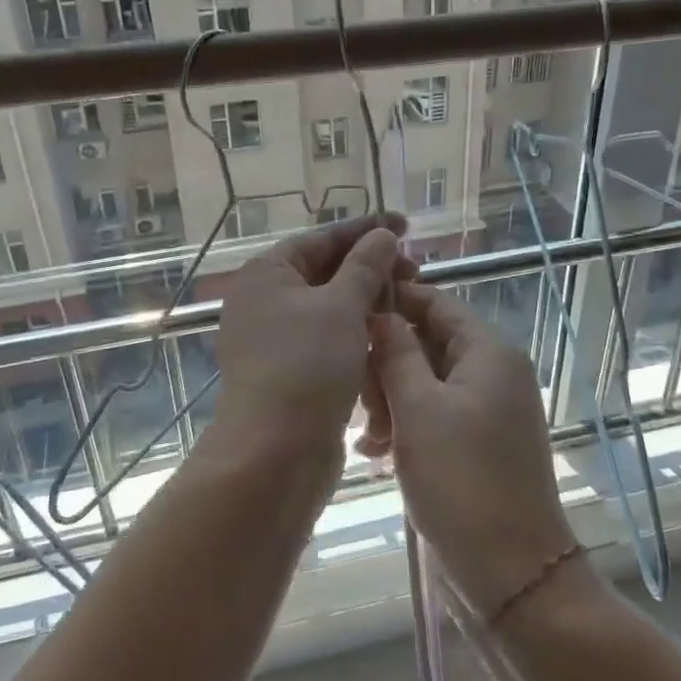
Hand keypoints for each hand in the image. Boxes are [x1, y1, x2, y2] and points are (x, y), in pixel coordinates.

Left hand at [209, 214, 414, 464]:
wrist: (274, 454)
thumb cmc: (306, 366)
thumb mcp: (341, 306)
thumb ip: (365, 266)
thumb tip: (383, 236)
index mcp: (267, 274)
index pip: (322, 238)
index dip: (365, 229)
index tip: (405, 225)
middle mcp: (265, 301)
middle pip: (325, 271)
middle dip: (371, 267)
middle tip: (416, 269)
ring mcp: (275, 339)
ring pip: (330, 308)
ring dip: (368, 301)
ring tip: (408, 299)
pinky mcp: (291, 372)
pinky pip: (328, 339)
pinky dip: (356, 332)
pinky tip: (388, 335)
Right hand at [366, 282, 577, 619]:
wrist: (510, 572)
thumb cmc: (461, 480)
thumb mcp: (418, 409)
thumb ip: (396, 353)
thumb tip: (380, 314)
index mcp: (488, 351)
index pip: (435, 303)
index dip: (392, 303)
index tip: (347, 316)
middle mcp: (494, 371)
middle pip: (428, 342)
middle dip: (386, 363)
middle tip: (356, 396)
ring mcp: (488, 408)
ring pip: (426, 381)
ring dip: (390, 398)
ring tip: (366, 435)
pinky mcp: (479, 442)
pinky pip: (436, 414)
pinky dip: (406, 424)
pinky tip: (375, 451)